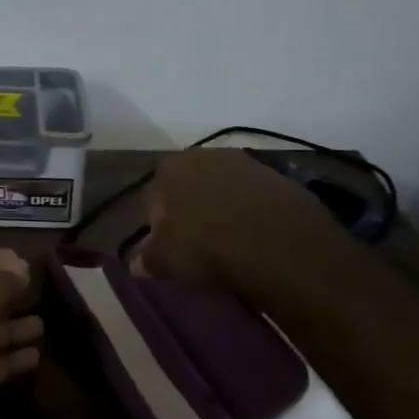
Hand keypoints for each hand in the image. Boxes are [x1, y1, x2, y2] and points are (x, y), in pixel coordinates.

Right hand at [138, 147, 355, 297]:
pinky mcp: (281, 179)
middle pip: (191, 187)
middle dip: (192, 212)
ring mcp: (247, 163)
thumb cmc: (209, 247)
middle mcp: (206, 154)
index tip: (169, 249)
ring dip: (225, 211)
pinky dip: (254, 216)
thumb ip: (145, 258)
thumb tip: (136, 263)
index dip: (159, 225)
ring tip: (232, 245)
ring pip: (225, 191)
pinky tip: (258, 241)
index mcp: (171, 167)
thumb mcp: (165, 260)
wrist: (281, 245)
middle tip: (199, 246)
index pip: (154, 196)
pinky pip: (256, 200)